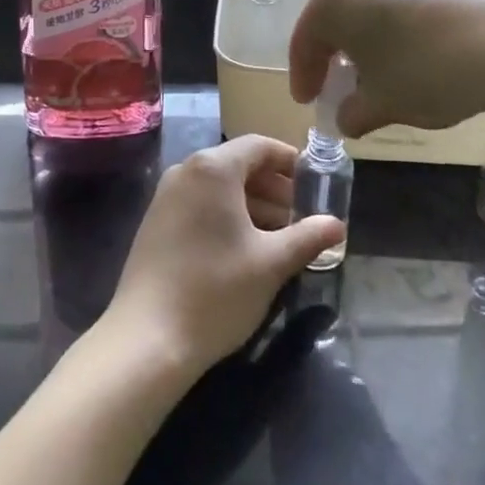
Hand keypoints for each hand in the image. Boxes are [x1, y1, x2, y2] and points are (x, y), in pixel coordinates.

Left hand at [102, 135, 344, 377]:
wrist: (147, 338)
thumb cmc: (216, 291)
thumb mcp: (271, 263)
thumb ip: (308, 237)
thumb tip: (337, 225)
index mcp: (213, 168)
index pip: (260, 146)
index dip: (291, 161)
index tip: (316, 185)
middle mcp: (186, 170)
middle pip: (239, 165)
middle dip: (275, 187)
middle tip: (303, 217)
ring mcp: (166, 196)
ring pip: (220, 186)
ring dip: (253, 204)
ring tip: (281, 237)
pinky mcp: (156, 221)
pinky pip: (200, 203)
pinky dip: (227, 215)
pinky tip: (245, 248)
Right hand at [288, 0, 484, 135]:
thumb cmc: (430, 70)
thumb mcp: (384, 103)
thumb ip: (354, 112)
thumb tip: (347, 116)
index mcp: (331, 0)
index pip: (304, 42)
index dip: (304, 76)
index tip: (308, 102)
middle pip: (331, 20)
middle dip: (332, 56)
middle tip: (337, 89)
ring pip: (363, 10)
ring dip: (362, 43)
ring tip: (375, 76)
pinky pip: (392, 4)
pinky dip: (390, 31)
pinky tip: (409, 57)